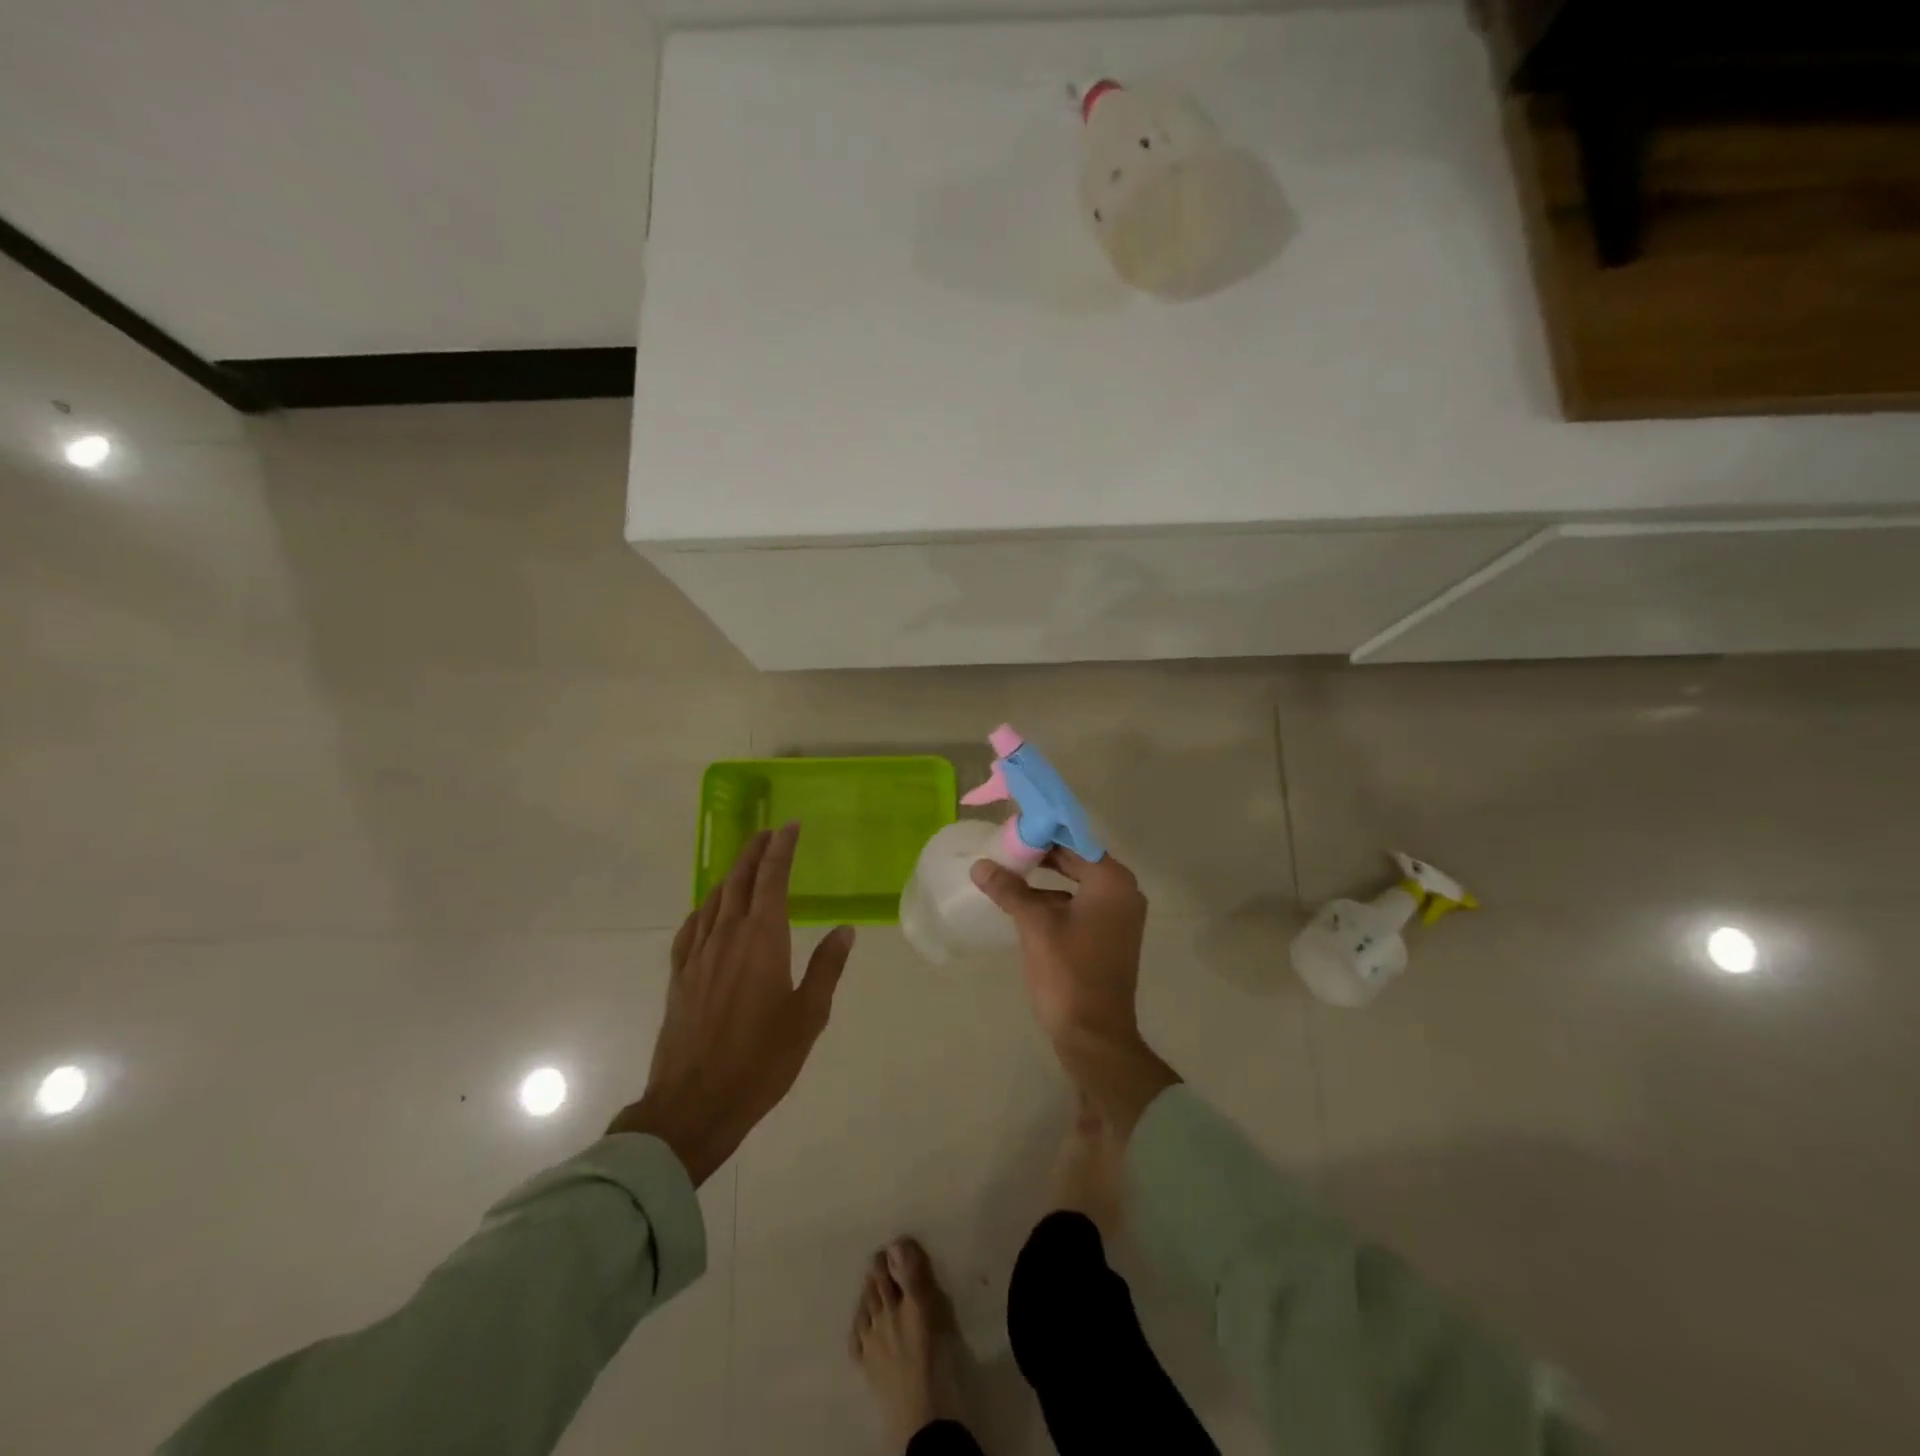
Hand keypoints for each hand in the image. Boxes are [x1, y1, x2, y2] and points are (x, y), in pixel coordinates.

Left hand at [609, 823, 853, 1184]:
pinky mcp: (680, 976)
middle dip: (755, 852)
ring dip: (732, 874)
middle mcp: (727, 936)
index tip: (790, 826)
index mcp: (762, 940)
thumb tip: (844, 929)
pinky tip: (709, 910)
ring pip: (714, 900)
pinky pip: (692, 927)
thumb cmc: (761, 1061)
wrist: (693, 1104)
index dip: (781, 849)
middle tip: (768, 832)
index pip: (772, 879)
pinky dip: (705, 907)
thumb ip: (827, 967)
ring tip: (745, 862)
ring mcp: (698, 955)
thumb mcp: (808, 1016)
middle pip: (740, 880)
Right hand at [969, 848, 1178, 1137]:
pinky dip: (1055, 899)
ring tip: (1008, 871)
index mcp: (1112, 881)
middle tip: (1004, 846)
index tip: (1011, 825)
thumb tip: (981, 866)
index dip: (1042, 830)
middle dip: (1041, 854)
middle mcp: (1123, 892)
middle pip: (1077, 859)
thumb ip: (1009, 890)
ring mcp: (1120, 916)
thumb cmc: (1068, 974)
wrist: (1095, 1036)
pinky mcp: (1111, 936)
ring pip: (1077, 882)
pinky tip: (1024, 903)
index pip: (1074, 839)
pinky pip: (1081, 904)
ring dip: (1046, 878)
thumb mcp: (1034, 926)